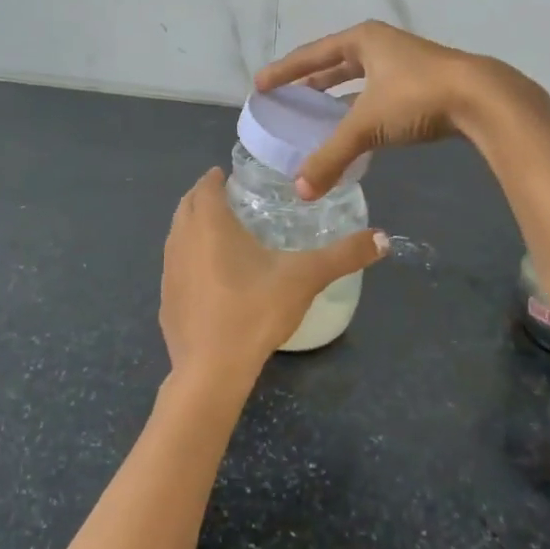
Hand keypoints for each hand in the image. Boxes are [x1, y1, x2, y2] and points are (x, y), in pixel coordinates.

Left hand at [160, 170, 387, 397]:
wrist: (211, 371)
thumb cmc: (255, 311)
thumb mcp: (305, 278)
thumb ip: (344, 255)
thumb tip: (383, 239)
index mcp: (210, 224)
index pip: (205, 186)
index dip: (217, 178)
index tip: (232, 177)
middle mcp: (181, 240)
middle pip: (187, 206)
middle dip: (204, 197)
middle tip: (231, 199)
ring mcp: (168, 272)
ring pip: (177, 235)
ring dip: (193, 226)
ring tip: (221, 234)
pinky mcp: (166, 301)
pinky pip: (176, 266)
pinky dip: (189, 259)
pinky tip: (211, 278)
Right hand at [254, 22, 544, 199]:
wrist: (482, 98)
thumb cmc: (417, 97)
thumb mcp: (367, 125)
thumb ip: (332, 156)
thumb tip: (300, 191)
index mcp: (363, 40)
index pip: (312, 54)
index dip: (285, 71)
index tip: (261, 84)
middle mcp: (382, 45)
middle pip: (336, 61)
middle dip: (311, 79)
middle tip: (287, 97)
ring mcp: (405, 62)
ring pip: (361, 78)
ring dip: (338, 94)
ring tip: (316, 112)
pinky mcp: (423, 83)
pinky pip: (379, 92)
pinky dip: (362, 107)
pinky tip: (357, 126)